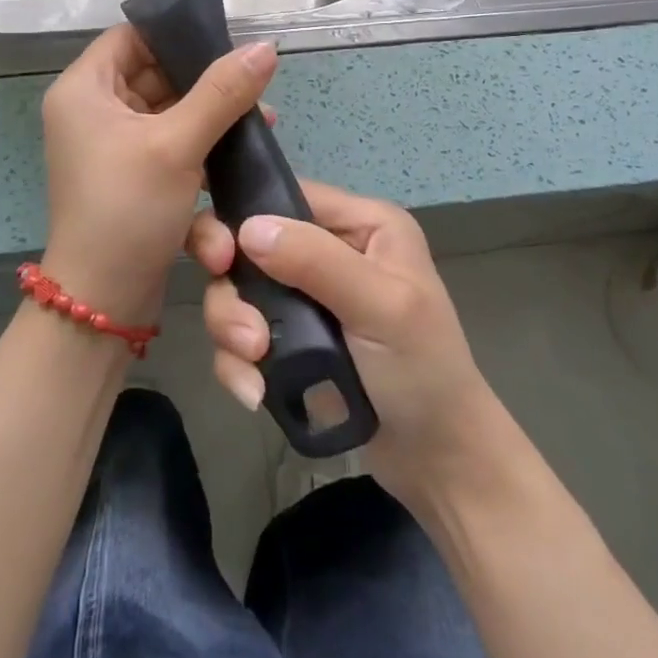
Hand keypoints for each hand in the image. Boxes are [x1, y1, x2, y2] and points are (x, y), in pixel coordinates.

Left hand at [39, 25, 277, 326]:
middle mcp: (93, 111)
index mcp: (84, 90)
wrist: (103, 302)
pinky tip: (241, 152)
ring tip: (262, 120)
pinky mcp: (133, 174)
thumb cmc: (128, 209)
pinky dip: (201, 146)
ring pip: (169, 111)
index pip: (131, 37)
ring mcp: (112, 145)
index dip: (176, 33)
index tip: (226, 40)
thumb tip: (266, 47)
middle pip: (155, 74)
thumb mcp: (178, 144)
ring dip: (211, 116)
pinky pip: (170, 143)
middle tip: (256, 85)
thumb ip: (223, 92)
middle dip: (208, 81)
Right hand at [190, 181, 497, 506]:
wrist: (437, 460)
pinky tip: (256, 394)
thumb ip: (317, 262)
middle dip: (234, 290)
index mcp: (361, 224)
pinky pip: (241, 336)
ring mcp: (307, 297)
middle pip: (250, 246)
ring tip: (256, 367)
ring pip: (238, 292)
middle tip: (244, 331)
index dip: (246, 219)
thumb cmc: (423, 371)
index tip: (220, 258)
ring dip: (233, 330)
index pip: (287, 196)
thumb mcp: (382, 308)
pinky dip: (239, 363)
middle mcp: (330, 250)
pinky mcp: (290, 340)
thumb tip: (248, 228)